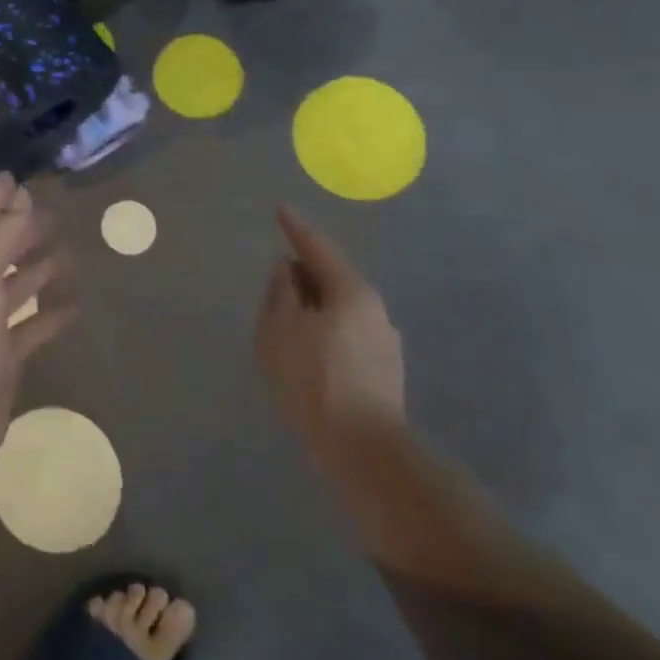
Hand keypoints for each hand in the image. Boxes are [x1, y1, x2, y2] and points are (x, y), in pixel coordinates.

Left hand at [0, 173, 73, 471]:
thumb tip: (18, 192)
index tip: (19, 179)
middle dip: (22, 232)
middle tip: (54, 213)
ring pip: (15, 288)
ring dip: (37, 269)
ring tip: (67, 250)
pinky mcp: (4, 355)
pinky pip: (31, 328)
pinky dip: (50, 316)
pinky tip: (75, 305)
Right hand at [255, 206, 405, 461]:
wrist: (362, 450)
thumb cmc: (313, 380)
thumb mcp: (281, 330)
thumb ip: (281, 292)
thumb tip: (287, 270)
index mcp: (350, 292)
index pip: (317, 248)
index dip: (295, 228)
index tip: (281, 209)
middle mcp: (374, 309)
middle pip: (332, 277)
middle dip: (303, 273)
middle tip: (276, 276)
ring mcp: (384, 341)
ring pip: (339, 308)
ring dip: (313, 305)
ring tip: (286, 318)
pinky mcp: (383, 370)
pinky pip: (345, 333)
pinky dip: (323, 329)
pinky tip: (307, 350)